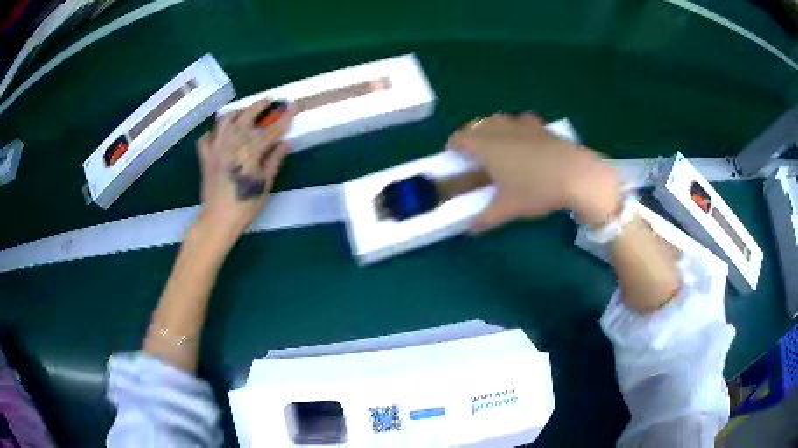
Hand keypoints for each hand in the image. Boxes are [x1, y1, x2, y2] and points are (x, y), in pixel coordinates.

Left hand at [196, 100, 295, 245]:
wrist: (218, 220)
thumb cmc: (245, 205)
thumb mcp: (265, 184)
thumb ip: (274, 160)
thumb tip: (285, 143)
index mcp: (249, 152)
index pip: (271, 130)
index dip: (284, 117)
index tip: (293, 106)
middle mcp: (231, 144)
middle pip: (246, 117)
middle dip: (259, 106)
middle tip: (268, 101)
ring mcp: (216, 148)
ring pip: (224, 120)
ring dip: (236, 113)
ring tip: (243, 113)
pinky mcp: (205, 157)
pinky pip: (206, 138)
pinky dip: (214, 133)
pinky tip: (220, 136)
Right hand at [447, 113, 622, 231]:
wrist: (576, 174)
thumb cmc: (536, 189)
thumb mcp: (508, 208)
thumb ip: (485, 218)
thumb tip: (470, 230)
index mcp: (485, 145)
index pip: (459, 138)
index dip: (452, 147)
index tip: (452, 159)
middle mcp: (500, 129)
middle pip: (476, 126)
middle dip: (471, 139)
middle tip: (475, 158)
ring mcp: (522, 124)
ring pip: (498, 120)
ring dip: (492, 130)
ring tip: (498, 148)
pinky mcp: (541, 126)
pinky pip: (520, 121)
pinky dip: (515, 128)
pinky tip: (524, 141)